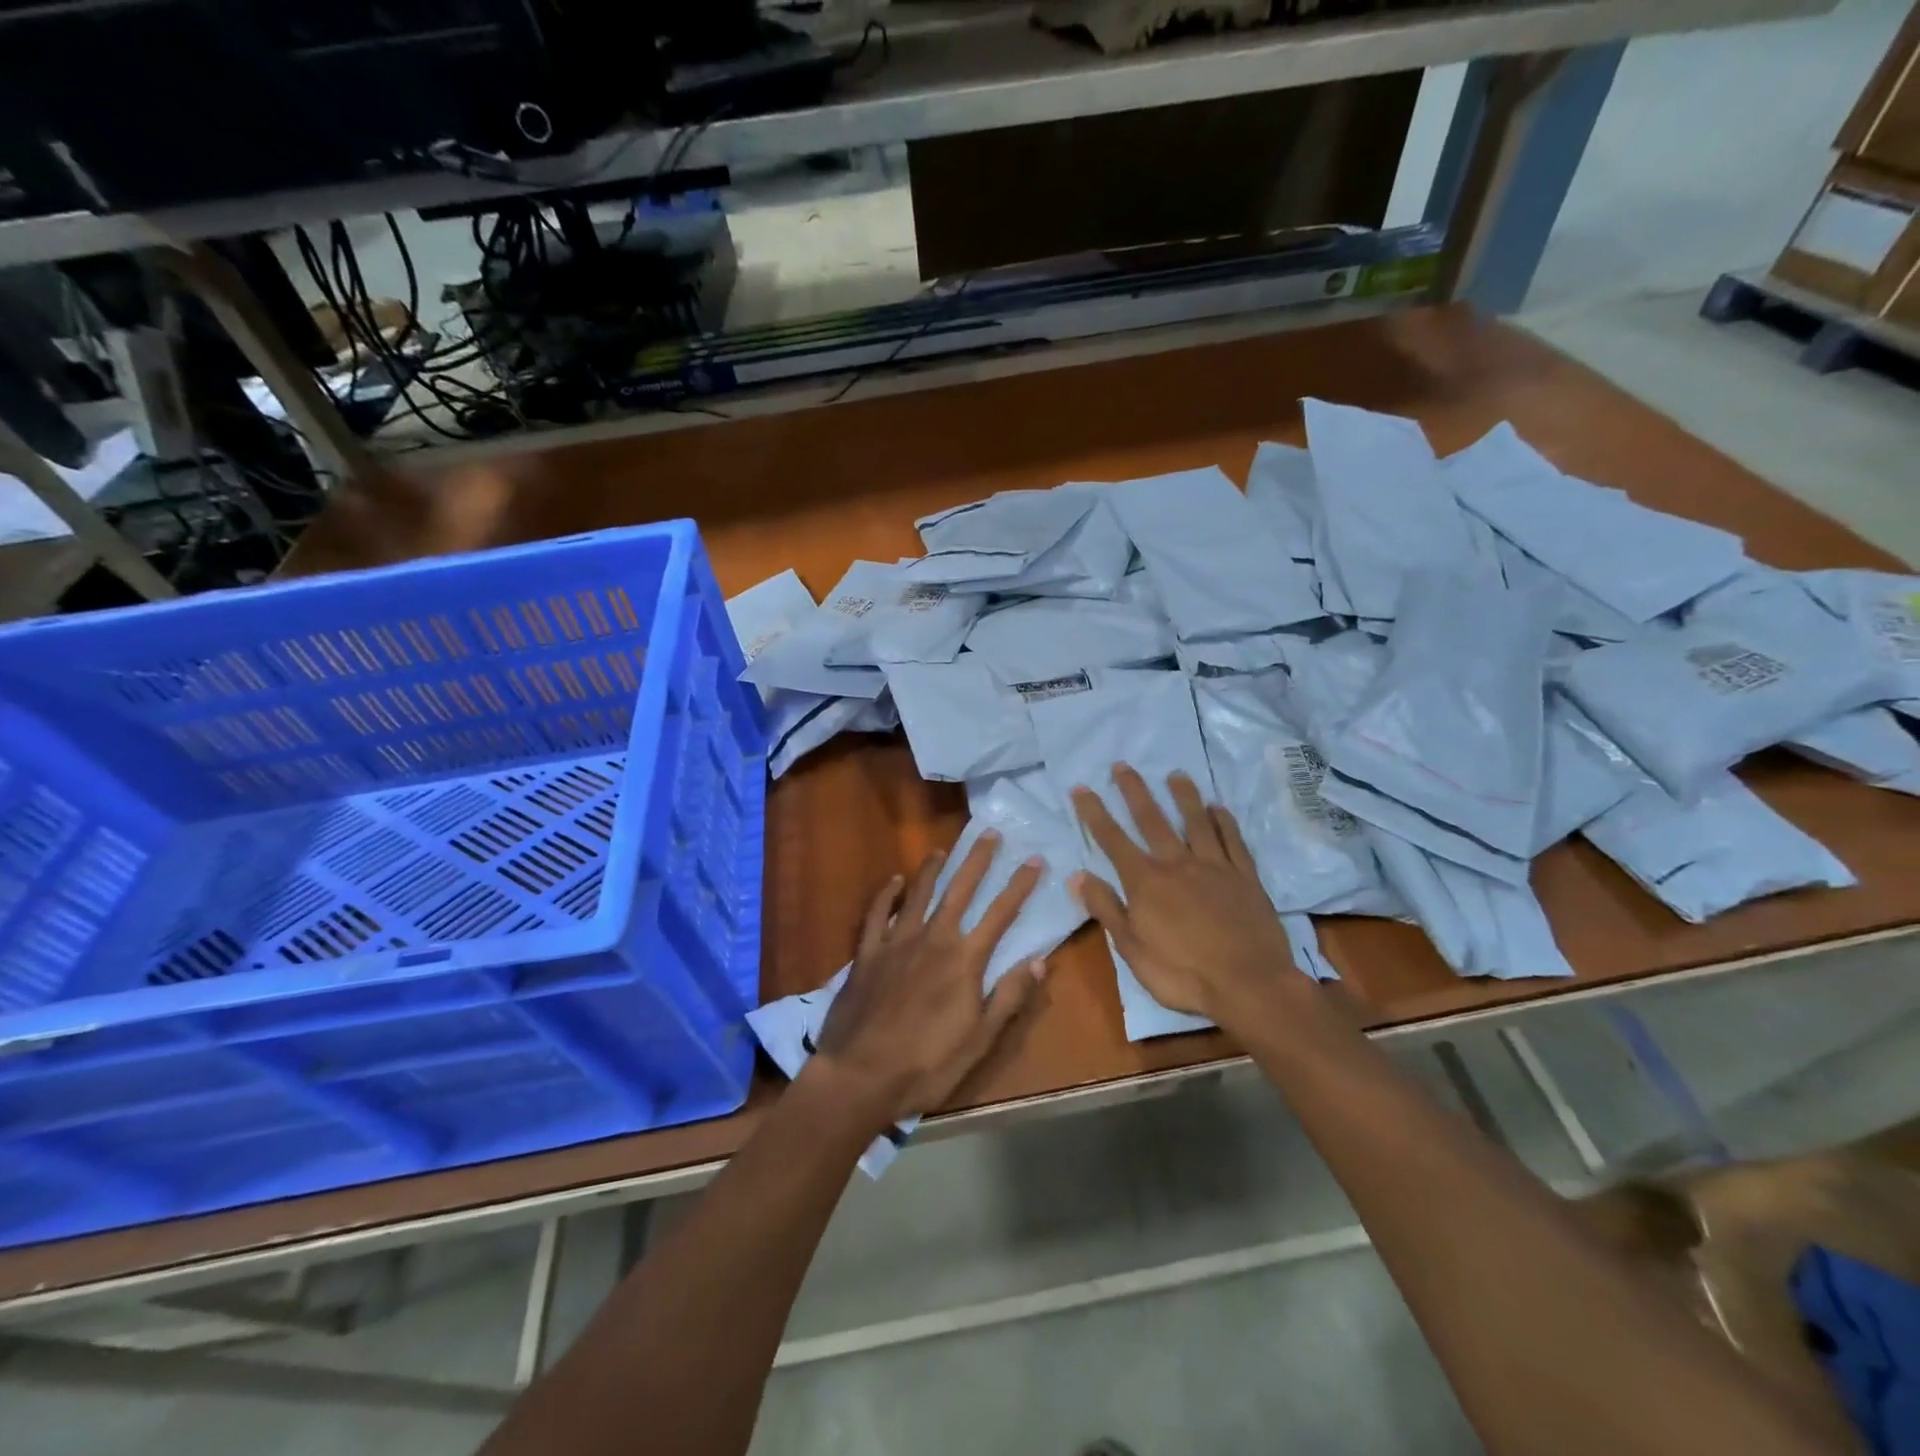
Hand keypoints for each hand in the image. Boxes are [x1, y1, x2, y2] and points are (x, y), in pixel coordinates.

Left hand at [813, 832, 1047, 1126]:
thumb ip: (1010, 996)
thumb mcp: (980, 1040)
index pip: (1000, 914)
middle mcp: (933, 939)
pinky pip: (877, 914)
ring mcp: (896, 942)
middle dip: (978, 860)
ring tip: (943, 850)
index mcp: (964, 960)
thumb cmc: (927, 1064)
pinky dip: (886, 894)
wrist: (860, 1075)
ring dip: (933, 870)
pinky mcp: (867, 953)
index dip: (1020, 885)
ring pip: (918, 894)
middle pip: (960, 890)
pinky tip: (893, 881)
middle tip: (991, 834)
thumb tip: (1040, 960)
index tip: (1035, 860)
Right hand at [1071, 764, 1302, 1028]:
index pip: (1112, 839)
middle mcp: (1177, 864)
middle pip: (1152, 820)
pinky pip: (1232, 841)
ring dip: (1183, 796)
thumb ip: (1106, 909)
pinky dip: (1224, 822)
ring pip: (1195, 822)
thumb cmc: (1183, 974)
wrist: (1250, 985)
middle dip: (1134, 791)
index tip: (1081, 787)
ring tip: (1175, 774)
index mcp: (1146, 882)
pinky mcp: (1245, 877)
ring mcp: (1215, 867)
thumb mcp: (1132, 950)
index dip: (1094, 813)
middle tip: (1123, 765)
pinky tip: (1218, 808)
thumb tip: (1078, 876)